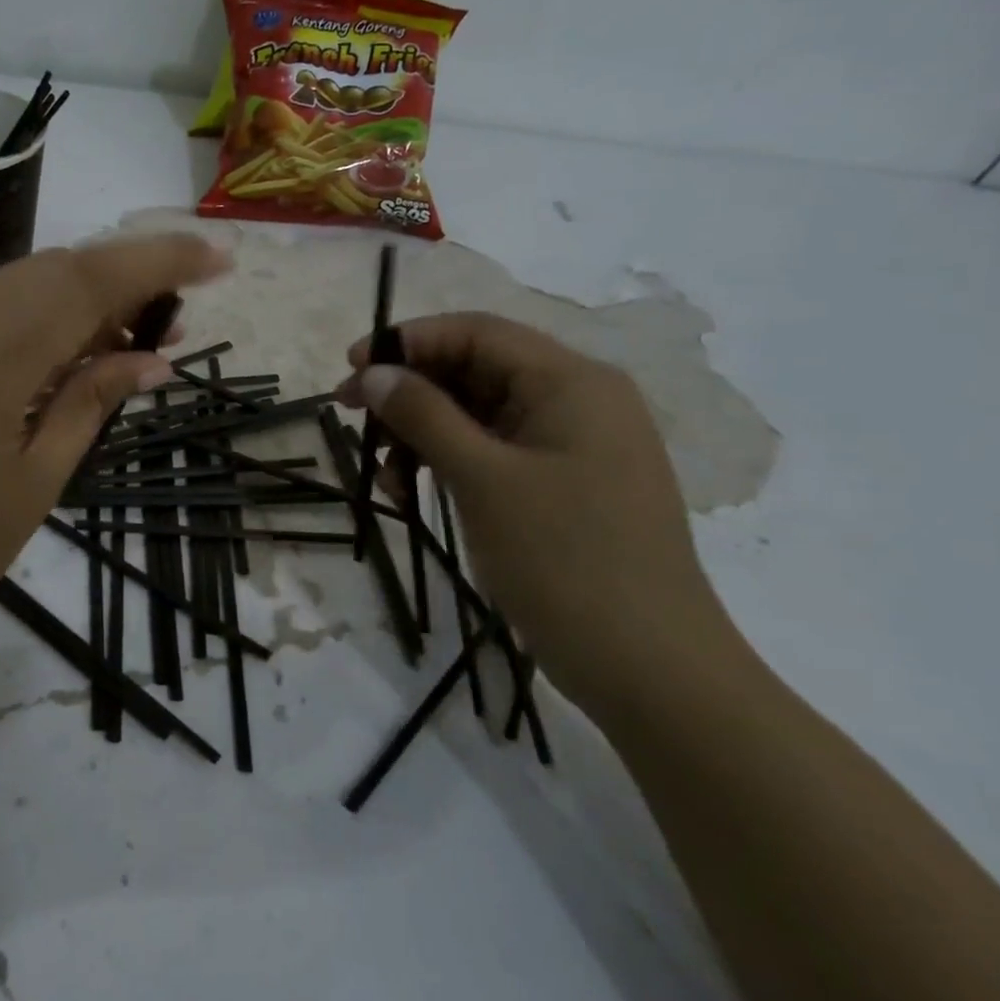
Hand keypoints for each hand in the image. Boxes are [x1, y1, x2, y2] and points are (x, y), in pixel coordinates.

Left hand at [0, 235, 228, 682]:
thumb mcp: (32, 488)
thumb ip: (89, 405)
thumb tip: (150, 358)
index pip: (83, 284)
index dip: (157, 262)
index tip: (219, 259)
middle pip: (49, 270)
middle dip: (122, 278)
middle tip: (173, 322)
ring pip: (15, 286)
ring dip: (80, 298)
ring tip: (131, 342)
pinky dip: (36, 320)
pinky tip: (67, 356)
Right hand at [339, 312, 744, 721]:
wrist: (648, 667)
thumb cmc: (564, 559)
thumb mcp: (482, 479)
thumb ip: (423, 415)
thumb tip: (374, 372)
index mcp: (571, 382)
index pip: (477, 333)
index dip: (408, 341)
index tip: (351, 368)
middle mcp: (577, 401)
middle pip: (476, 370)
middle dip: (410, 391)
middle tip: (351, 416)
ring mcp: (572, 446)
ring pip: (479, 414)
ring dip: (423, 432)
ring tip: (383, 472)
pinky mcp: (562, 485)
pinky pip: (493, 452)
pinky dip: (448, 463)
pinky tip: (412, 491)